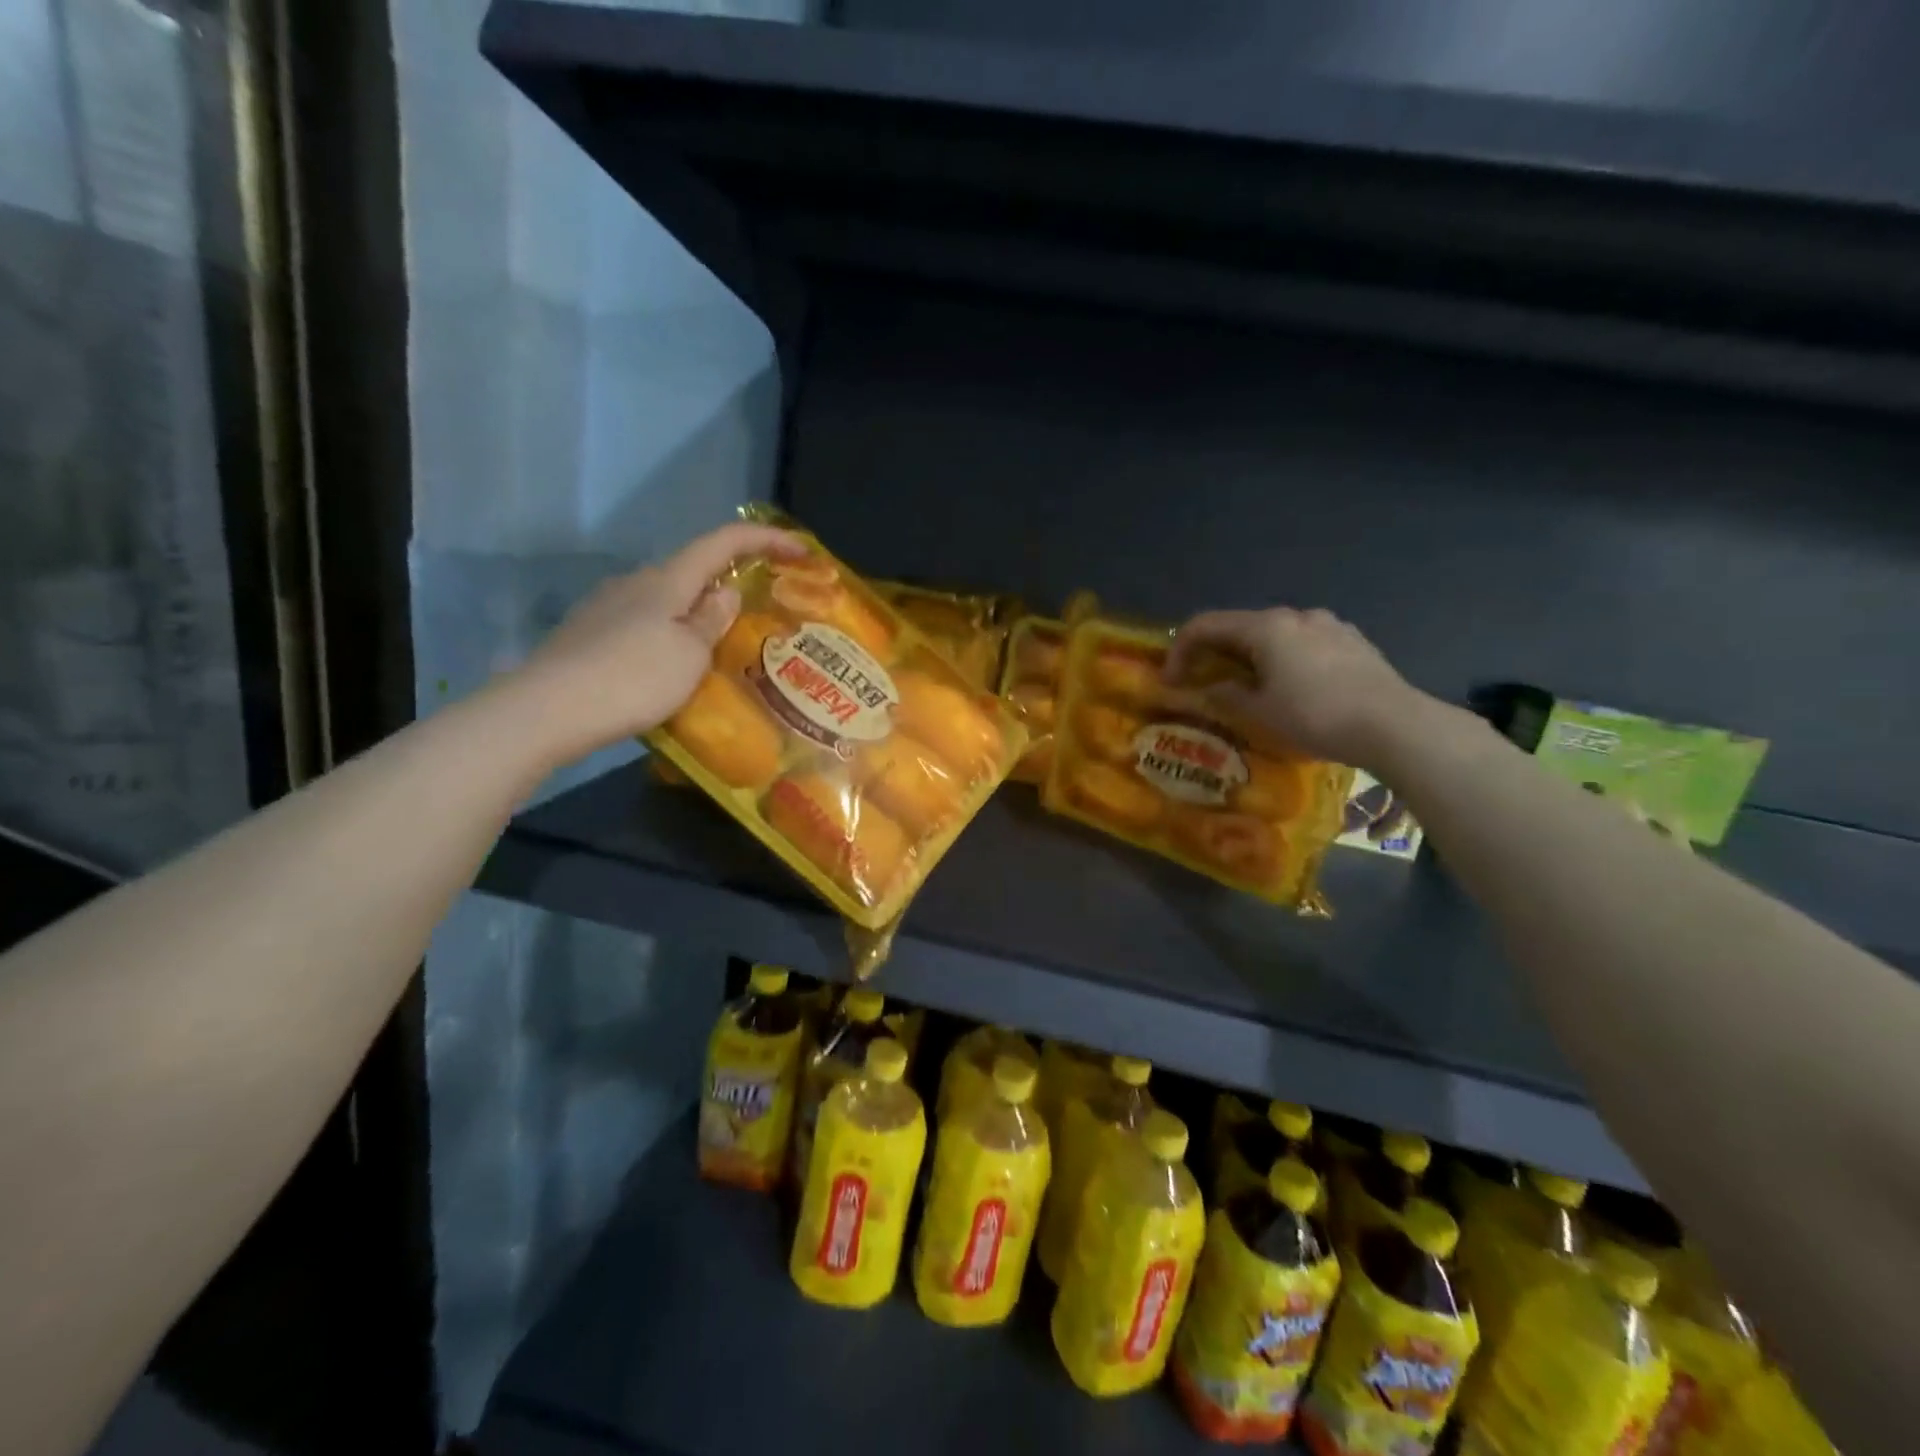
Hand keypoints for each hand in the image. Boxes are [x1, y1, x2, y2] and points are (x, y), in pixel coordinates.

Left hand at [507, 521, 805, 767]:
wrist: (548, 710)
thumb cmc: (633, 678)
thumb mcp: (689, 654)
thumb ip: (711, 620)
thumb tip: (725, 591)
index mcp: (667, 580)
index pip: (722, 542)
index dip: (764, 539)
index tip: (801, 550)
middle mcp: (635, 583)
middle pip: (691, 571)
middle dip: (727, 583)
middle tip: (755, 616)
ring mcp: (606, 607)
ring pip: (665, 601)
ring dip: (695, 615)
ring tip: (715, 651)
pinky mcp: (588, 634)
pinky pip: (642, 624)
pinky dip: (668, 635)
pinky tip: (669, 669)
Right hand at [1164, 606, 1422, 766]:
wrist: (1394, 724)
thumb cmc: (1315, 716)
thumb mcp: (1259, 714)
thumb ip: (1227, 696)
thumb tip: (1213, 689)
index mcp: (1266, 627)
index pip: (1205, 625)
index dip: (1180, 651)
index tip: (1171, 682)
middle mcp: (1295, 615)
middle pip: (1241, 627)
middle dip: (1216, 654)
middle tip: (1206, 685)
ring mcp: (1329, 624)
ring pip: (1275, 635)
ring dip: (1252, 658)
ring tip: (1253, 690)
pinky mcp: (1353, 641)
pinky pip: (1305, 644)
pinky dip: (1284, 660)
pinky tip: (1295, 689)